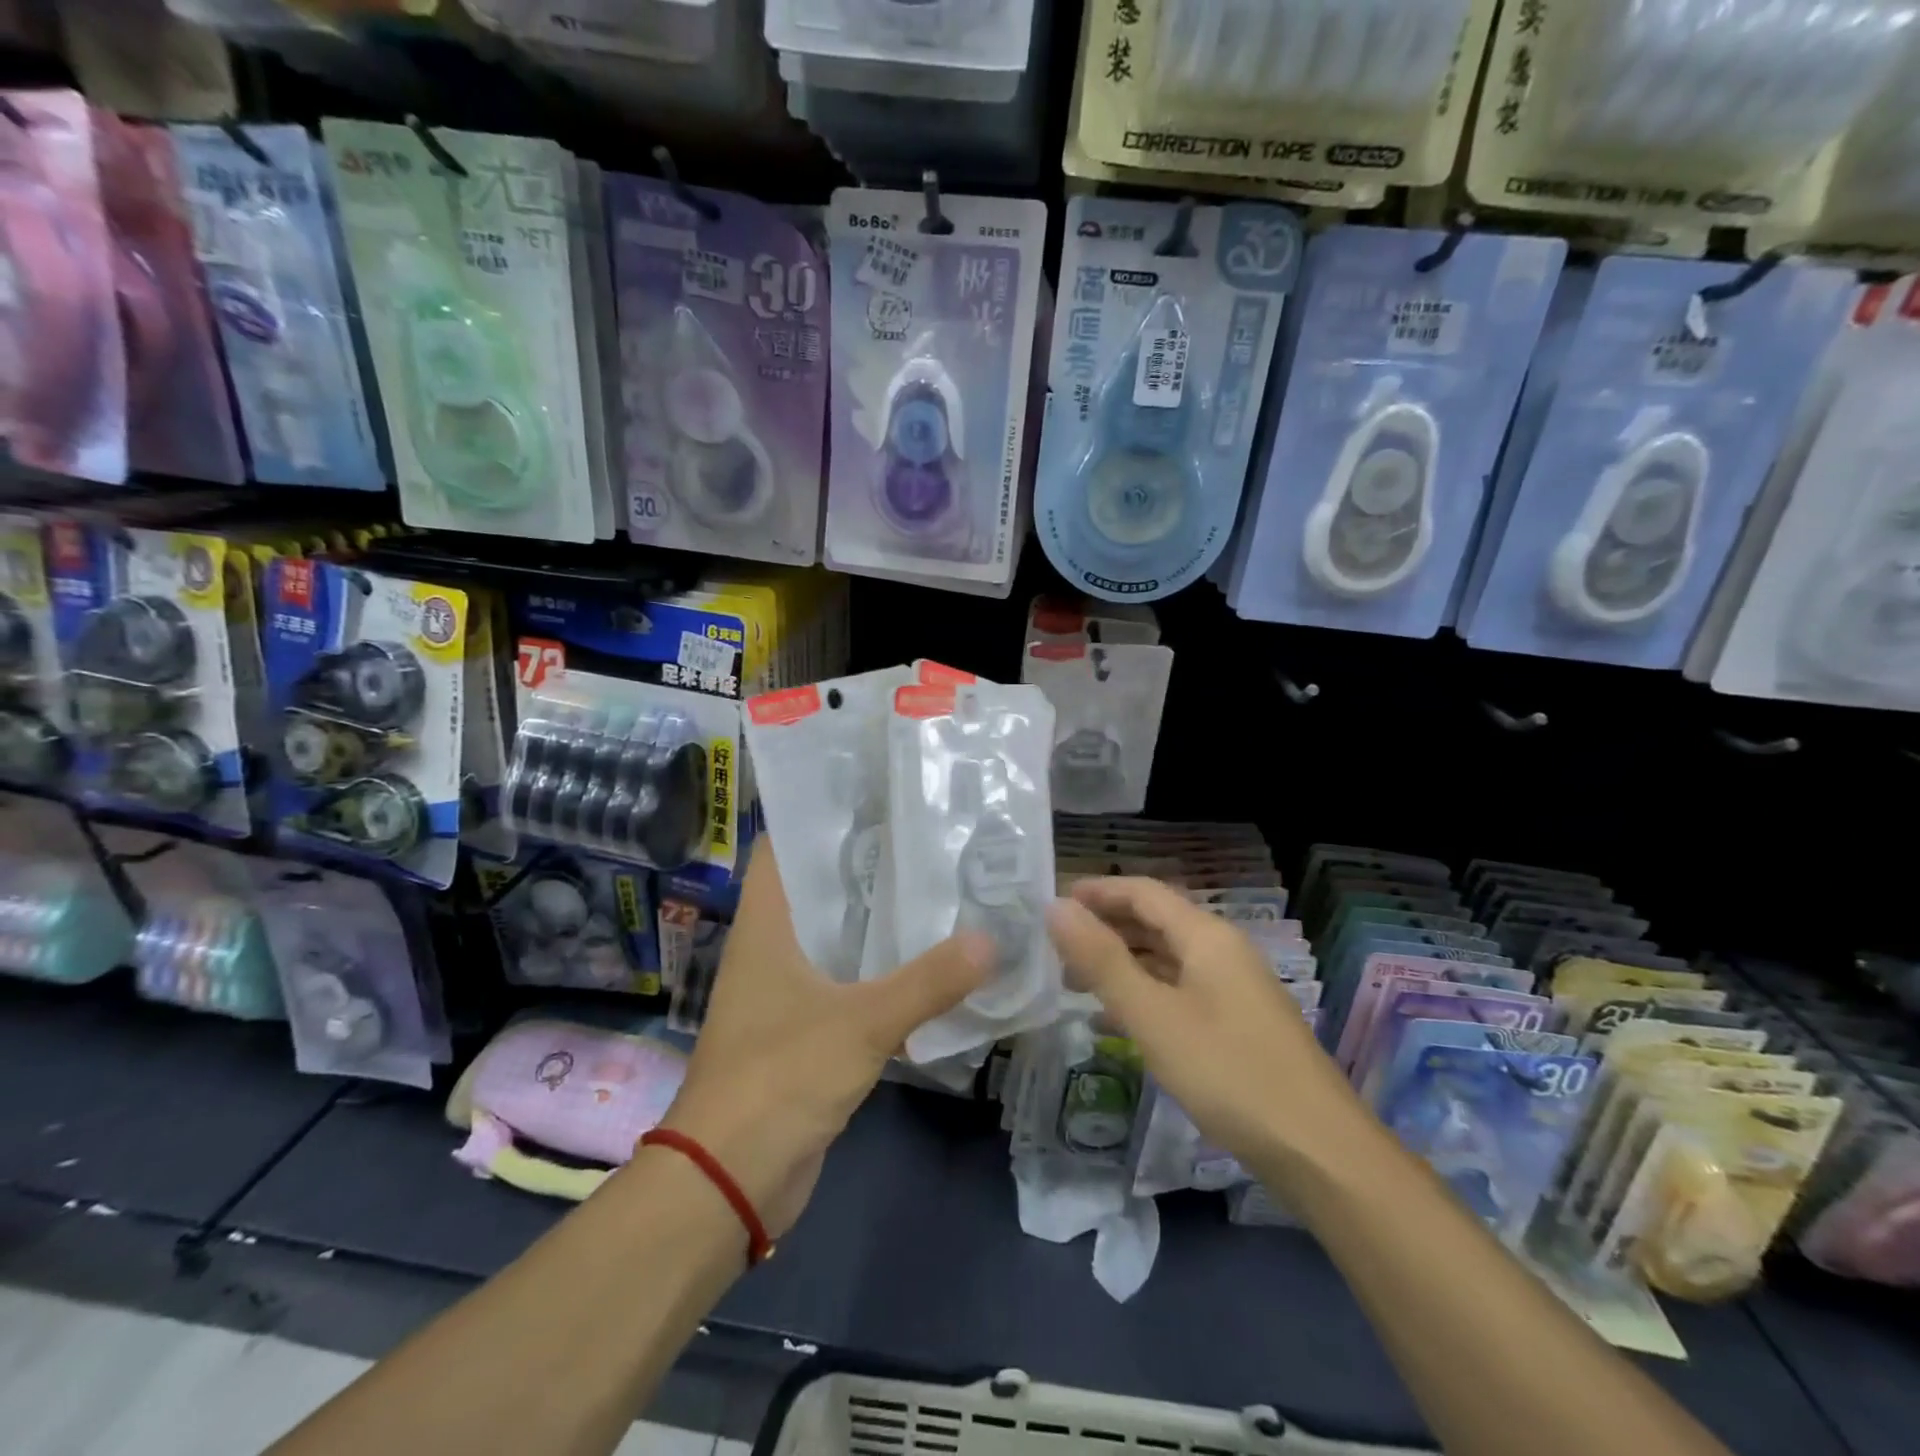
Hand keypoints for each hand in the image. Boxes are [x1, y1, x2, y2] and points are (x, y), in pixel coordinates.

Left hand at [659, 842, 993, 1238]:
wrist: (729, 1181)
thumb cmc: (780, 1078)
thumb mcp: (861, 1023)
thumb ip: (928, 982)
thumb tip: (991, 941)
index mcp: (766, 926)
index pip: (784, 848)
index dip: (821, 817)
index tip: (875, 798)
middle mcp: (771, 948)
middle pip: (818, 890)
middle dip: (866, 866)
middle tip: (925, 838)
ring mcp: (786, 991)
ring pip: (835, 938)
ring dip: (876, 920)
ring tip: (935, 887)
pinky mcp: (805, 1031)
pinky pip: (846, 983)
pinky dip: (878, 970)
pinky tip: (925, 960)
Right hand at [1045, 877, 1358, 1170]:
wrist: (1320, 1152)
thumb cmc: (1229, 1073)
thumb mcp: (1154, 1016)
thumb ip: (1102, 960)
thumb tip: (1056, 908)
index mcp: (1207, 937)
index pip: (1144, 892)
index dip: (1098, 892)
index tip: (1053, 903)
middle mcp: (1223, 952)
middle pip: (1156, 922)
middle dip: (1105, 929)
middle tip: (1057, 950)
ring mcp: (1235, 990)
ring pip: (1167, 960)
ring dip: (1122, 964)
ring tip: (1076, 985)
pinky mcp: (1239, 1025)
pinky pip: (1181, 993)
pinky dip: (1145, 995)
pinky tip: (1117, 1022)